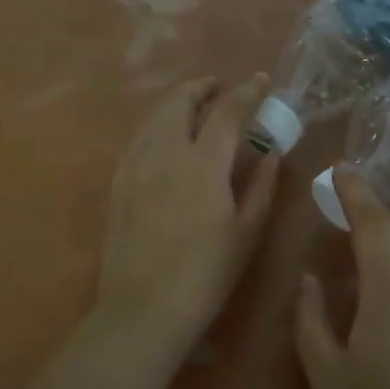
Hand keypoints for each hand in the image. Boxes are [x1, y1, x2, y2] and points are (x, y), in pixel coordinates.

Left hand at [95, 74, 280, 353]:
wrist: (143, 308)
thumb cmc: (206, 273)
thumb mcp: (246, 232)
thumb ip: (261, 186)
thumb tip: (271, 153)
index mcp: (204, 162)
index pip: (228, 111)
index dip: (247, 91)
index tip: (260, 80)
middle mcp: (165, 151)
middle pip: (181, 100)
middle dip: (202, 87)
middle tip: (220, 88)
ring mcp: (135, 164)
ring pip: (155, 116)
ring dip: (178, 102)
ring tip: (194, 107)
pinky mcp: (118, 181)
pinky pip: (139, 137)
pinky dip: (157, 125)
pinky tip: (166, 139)